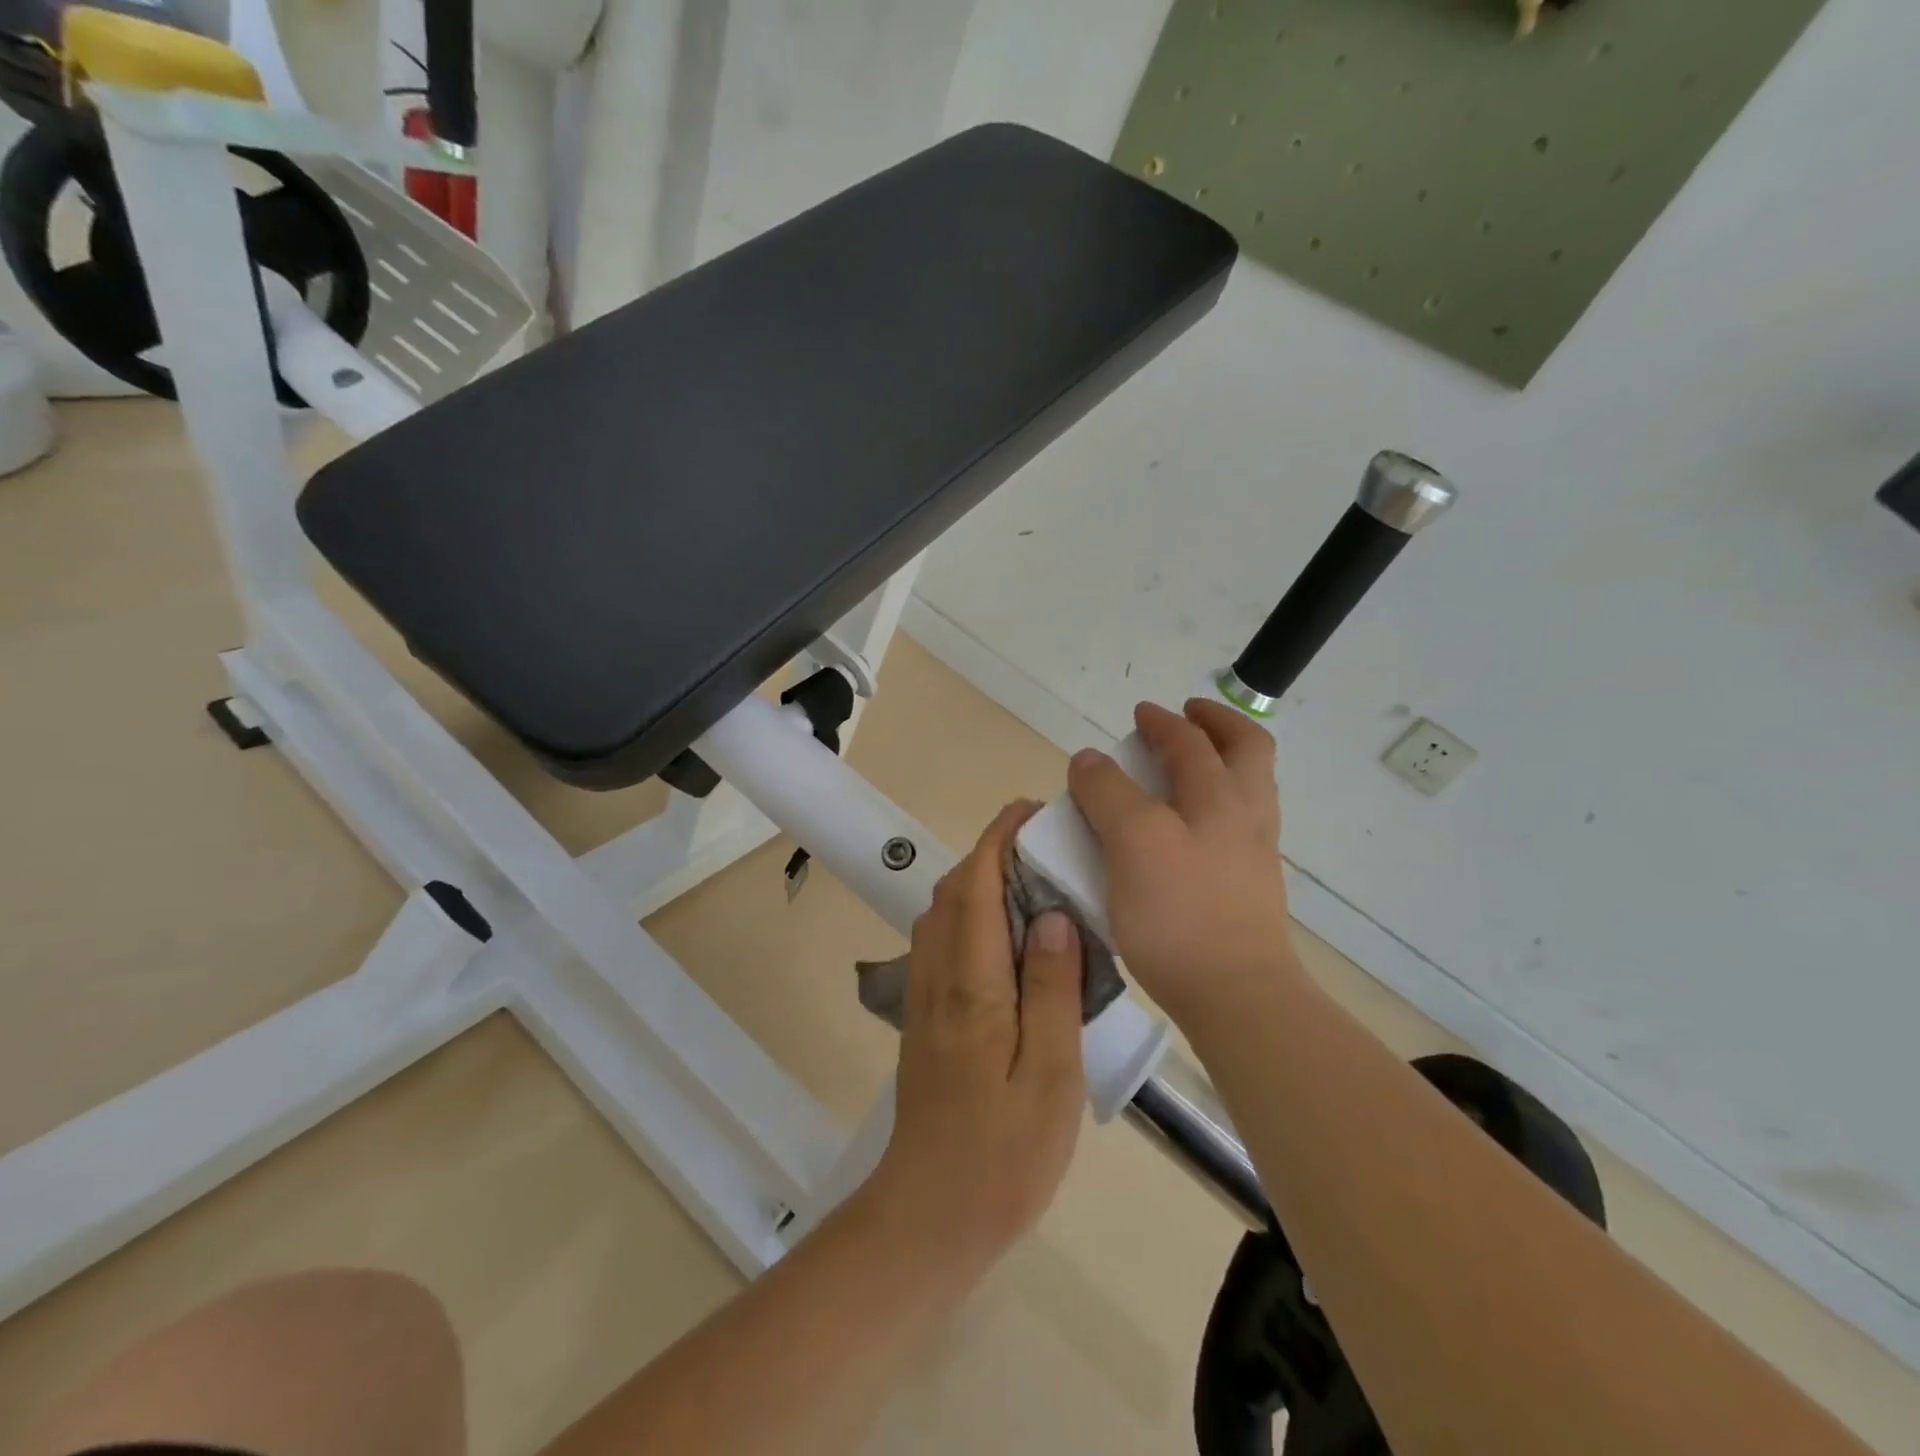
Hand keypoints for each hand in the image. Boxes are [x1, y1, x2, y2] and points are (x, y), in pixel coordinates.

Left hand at [868, 801, 1086, 1267]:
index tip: (1030, 811)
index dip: (998, 839)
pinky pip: (942, 944)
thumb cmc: (1002, 1153)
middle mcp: (936, 977)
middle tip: (1042, 848)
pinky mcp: (924, 1020)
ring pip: (942, 916)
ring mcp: (924, 999)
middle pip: (952, 892)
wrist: (931, 1215)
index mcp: (970, 984)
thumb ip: (1051, 989)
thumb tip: (1051, 914)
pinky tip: (1008, 942)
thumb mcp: (1050, 1075)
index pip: (975, 886)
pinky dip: (970, 917)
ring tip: (1031, 886)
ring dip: (977, 883)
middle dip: (990, 854)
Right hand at [1068, 699, 1296, 1025]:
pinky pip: (1237, 826)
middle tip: (1187, 718)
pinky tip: (1190, 826)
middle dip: (1218, 725)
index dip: (1160, 722)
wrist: (1236, 994)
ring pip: (1248, 789)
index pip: (1189, 741)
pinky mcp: (1249, 888)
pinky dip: (1217, 804)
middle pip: (1246, 751)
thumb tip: (1090, 759)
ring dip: (1222, 762)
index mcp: (1219, 796)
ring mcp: (1254, 854)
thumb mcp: (1132, 841)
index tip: (1139, 714)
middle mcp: (1245, 816)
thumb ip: (1108, 793)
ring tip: (1187, 766)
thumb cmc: (1179, 912)